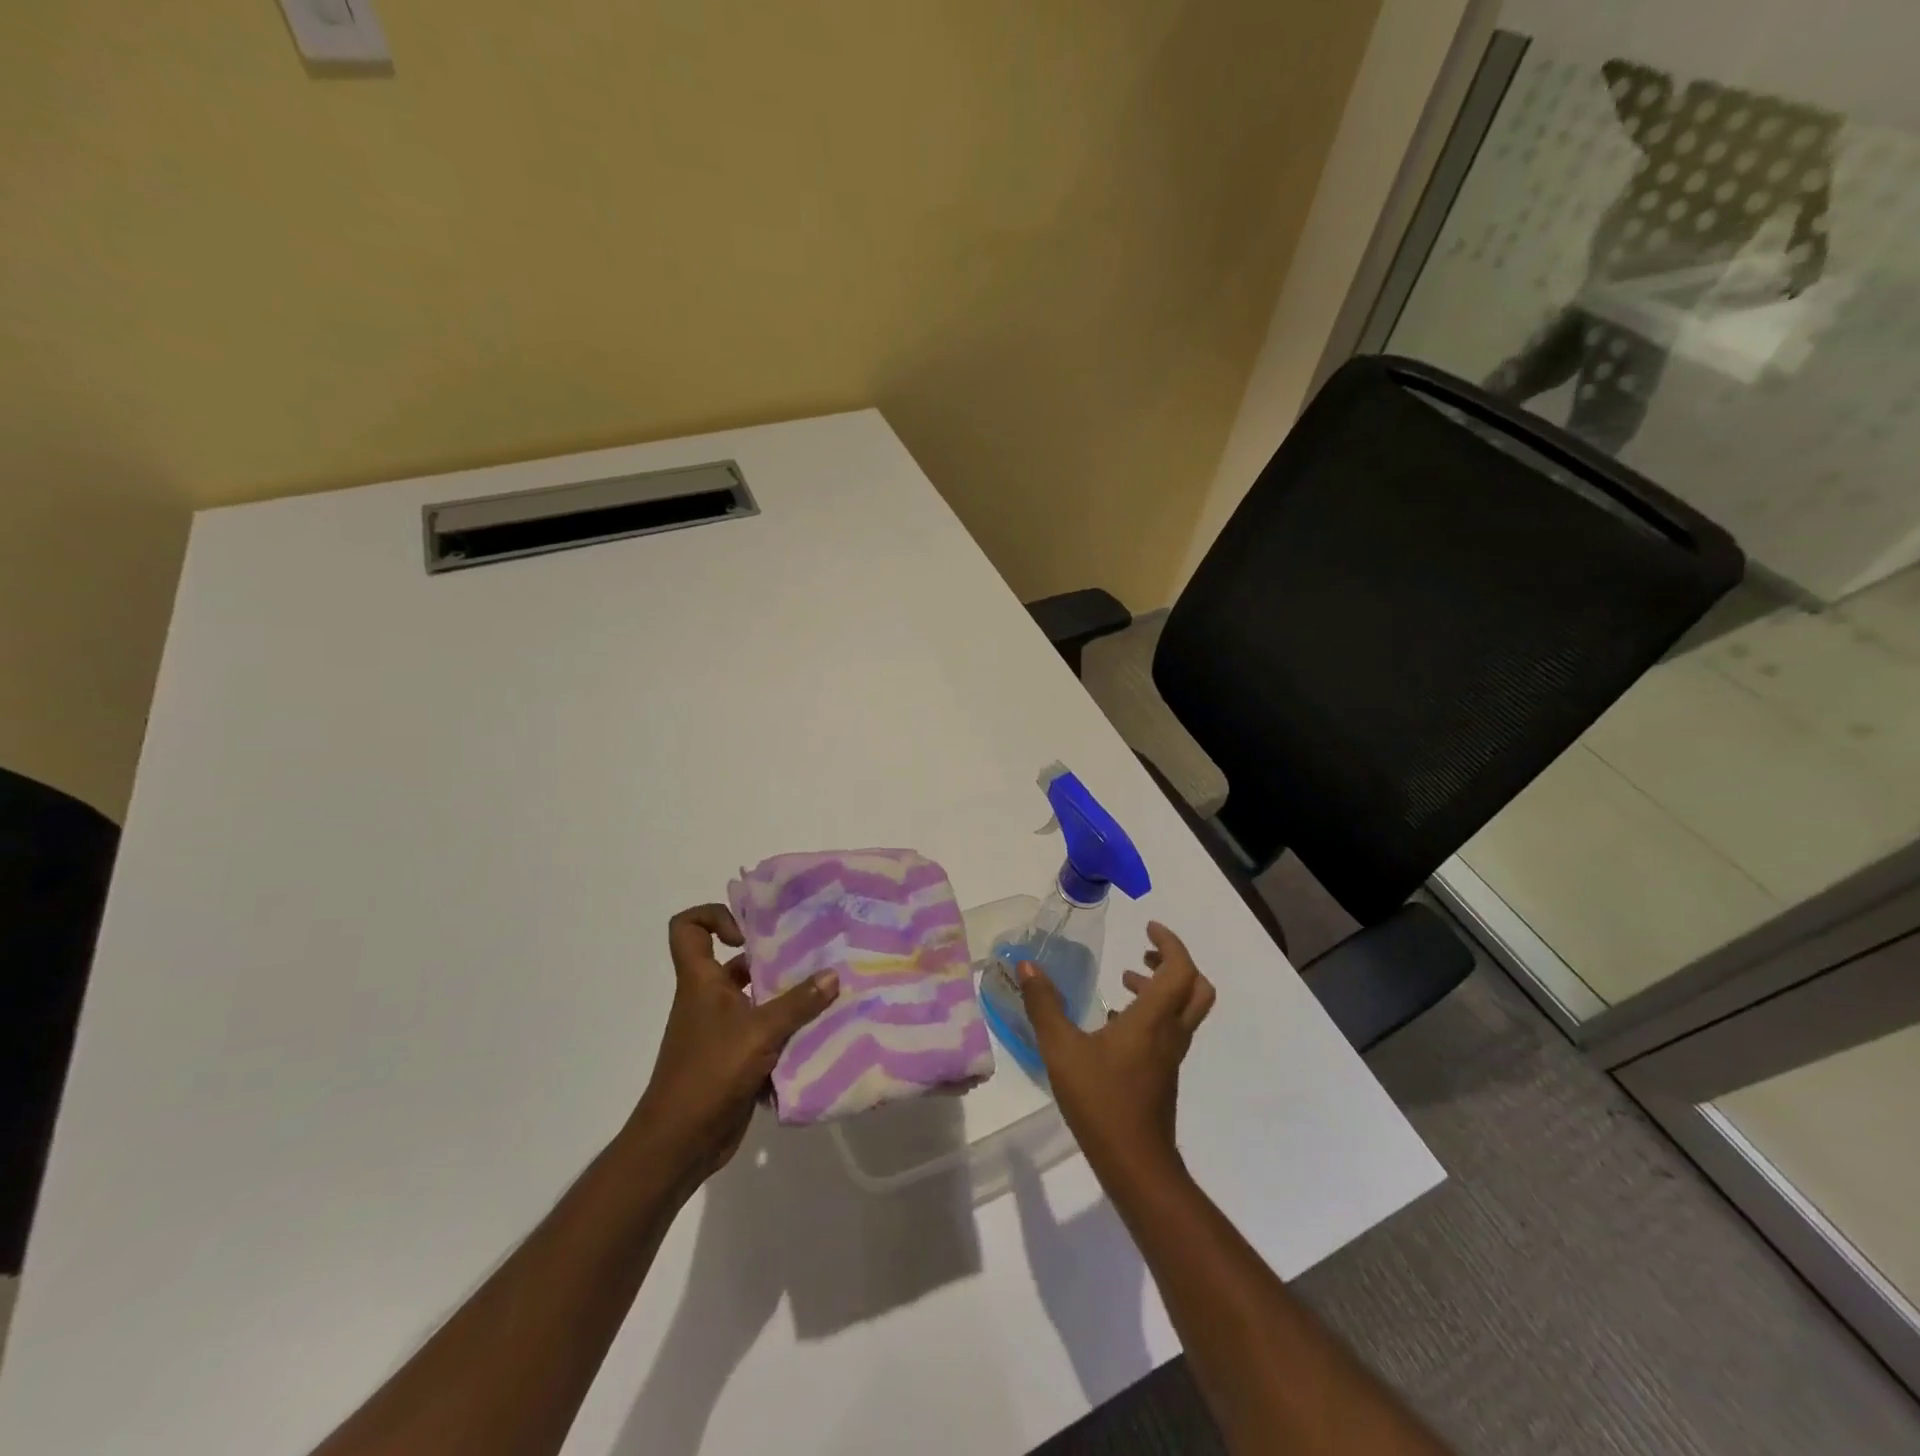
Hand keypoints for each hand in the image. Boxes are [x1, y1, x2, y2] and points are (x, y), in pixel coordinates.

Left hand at [632, 904, 839, 1187]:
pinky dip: (788, 1031)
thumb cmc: (709, 1073)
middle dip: (774, 956)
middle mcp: (709, 998)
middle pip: (737, 961)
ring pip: (756, 998)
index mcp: (701, 981)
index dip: (714, 917)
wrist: (680, 1143)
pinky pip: (765, 1032)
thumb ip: (799, 1003)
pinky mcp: (736, 1057)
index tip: (749, 932)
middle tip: (814, 954)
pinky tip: (821, 1033)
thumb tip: (833, 974)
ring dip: (788, 996)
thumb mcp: (760, 1032)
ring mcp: (721, 1029)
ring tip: (828, 990)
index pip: (688, 928)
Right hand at [1017, 921, 1214, 1179]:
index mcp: (1153, 1019)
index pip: (1180, 968)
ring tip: (1126, 980)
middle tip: (1145, 951)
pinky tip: (1116, 1023)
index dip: (1170, 942)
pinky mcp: (1163, 1074)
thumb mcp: (1061, 1049)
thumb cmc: (1101, 1101)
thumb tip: (1027, 966)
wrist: (1135, 1164)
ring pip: (1184, 1009)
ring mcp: (1170, 1055)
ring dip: (1162, 987)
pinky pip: (1169, 1030)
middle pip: (1196, 987)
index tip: (1147, 927)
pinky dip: (1152, 1013)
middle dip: (1175, 962)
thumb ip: (1044, 1006)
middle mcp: (1170, 1032)